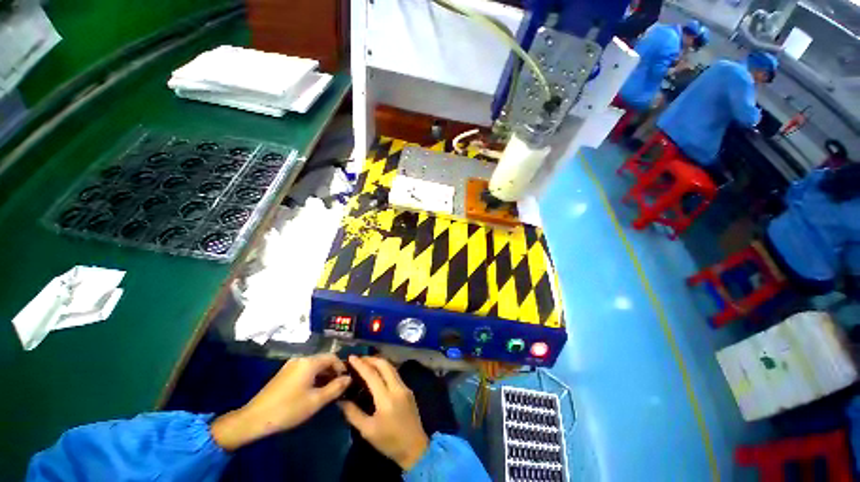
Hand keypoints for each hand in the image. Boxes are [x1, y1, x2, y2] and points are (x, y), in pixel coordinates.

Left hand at [211, 354, 349, 450]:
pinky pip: (305, 370)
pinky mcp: (284, 373)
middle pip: (323, 360)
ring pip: (314, 366)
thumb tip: (349, 379)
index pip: (333, 357)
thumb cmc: (288, 409)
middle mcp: (301, 359)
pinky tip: (312, 391)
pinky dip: (313, 377)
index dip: (342, 367)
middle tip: (338, 388)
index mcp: (310, 362)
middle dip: (333, 372)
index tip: (346, 382)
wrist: (254, 419)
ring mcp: (291, 365)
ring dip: (323, 375)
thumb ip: (336, 388)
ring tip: (327, 391)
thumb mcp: (316, 401)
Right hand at [338, 356, 429, 470]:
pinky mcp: (409, 390)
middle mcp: (397, 388)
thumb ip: (353, 413)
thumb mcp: (367, 430)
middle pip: (384, 365)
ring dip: (379, 362)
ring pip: (391, 367)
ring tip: (366, 363)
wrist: (414, 447)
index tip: (351, 357)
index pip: (372, 374)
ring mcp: (405, 387)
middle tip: (359, 359)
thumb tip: (341, 400)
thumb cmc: (388, 441)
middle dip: (371, 359)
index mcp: (386, 398)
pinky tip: (378, 374)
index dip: (361, 364)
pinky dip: (385, 369)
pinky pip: (395, 374)